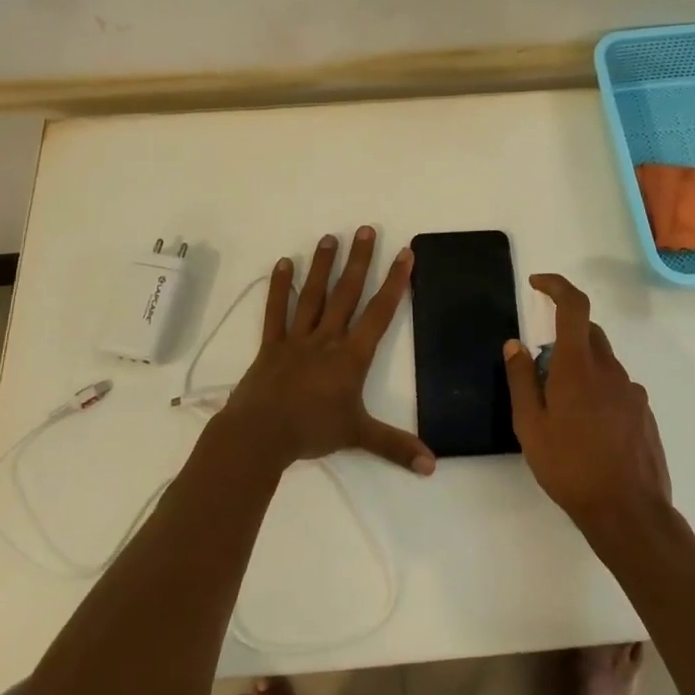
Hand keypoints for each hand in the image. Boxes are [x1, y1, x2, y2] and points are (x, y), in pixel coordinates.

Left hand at [222, 227, 435, 475]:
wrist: (261, 434)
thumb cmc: (313, 431)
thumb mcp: (359, 436)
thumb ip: (396, 446)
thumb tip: (433, 465)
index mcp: (352, 355)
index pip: (380, 312)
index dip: (395, 282)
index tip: (405, 253)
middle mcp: (328, 337)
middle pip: (347, 292)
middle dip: (360, 260)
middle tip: (367, 229)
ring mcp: (297, 337)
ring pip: (314, 295)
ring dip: (323, 265)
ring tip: (330, 237)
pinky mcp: (272, 344)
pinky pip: (277, 311)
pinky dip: (280, 287)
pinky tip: (284, 263)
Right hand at [504, 274, 670, 527]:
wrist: (629, 512)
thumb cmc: (570, 467)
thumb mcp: (530, 426)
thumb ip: (521, 380)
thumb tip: (515, 344)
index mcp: (578, 366)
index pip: (573, 306)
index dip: (556, 286)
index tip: (538, 283)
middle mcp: (610, 369)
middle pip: (588, 333)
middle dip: (562, 339)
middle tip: (540, 376)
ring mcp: (632, 391)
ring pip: (602, 363)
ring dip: (581, 370)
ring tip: (563, 414)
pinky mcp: (644, 413)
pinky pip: (616, 388)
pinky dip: (599, 392)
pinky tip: (589, 431)